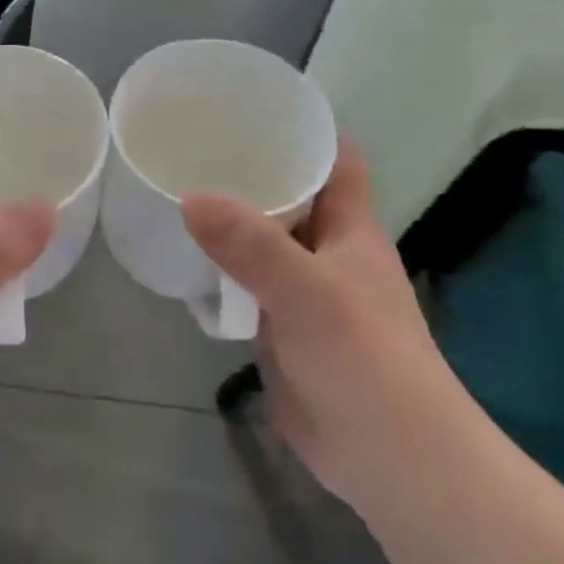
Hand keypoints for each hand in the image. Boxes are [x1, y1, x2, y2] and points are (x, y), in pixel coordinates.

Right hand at [182, 144, 463, 509]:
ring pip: (263, 244)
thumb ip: (251, 245)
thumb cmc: (364, 360)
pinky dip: (218, 272)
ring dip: (229, 223)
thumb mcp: (308, 292)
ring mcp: (303, 294)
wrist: (388, 458)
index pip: (336, 162)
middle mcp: (328, 254)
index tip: (254, 105)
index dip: (305, 129)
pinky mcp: (281, 330)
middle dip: (249, 171)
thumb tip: (191, 197)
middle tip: (191, 144)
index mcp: (351, 232)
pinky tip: (182, 260)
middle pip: (291, 198)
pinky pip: (245, 287)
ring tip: (175, 190)